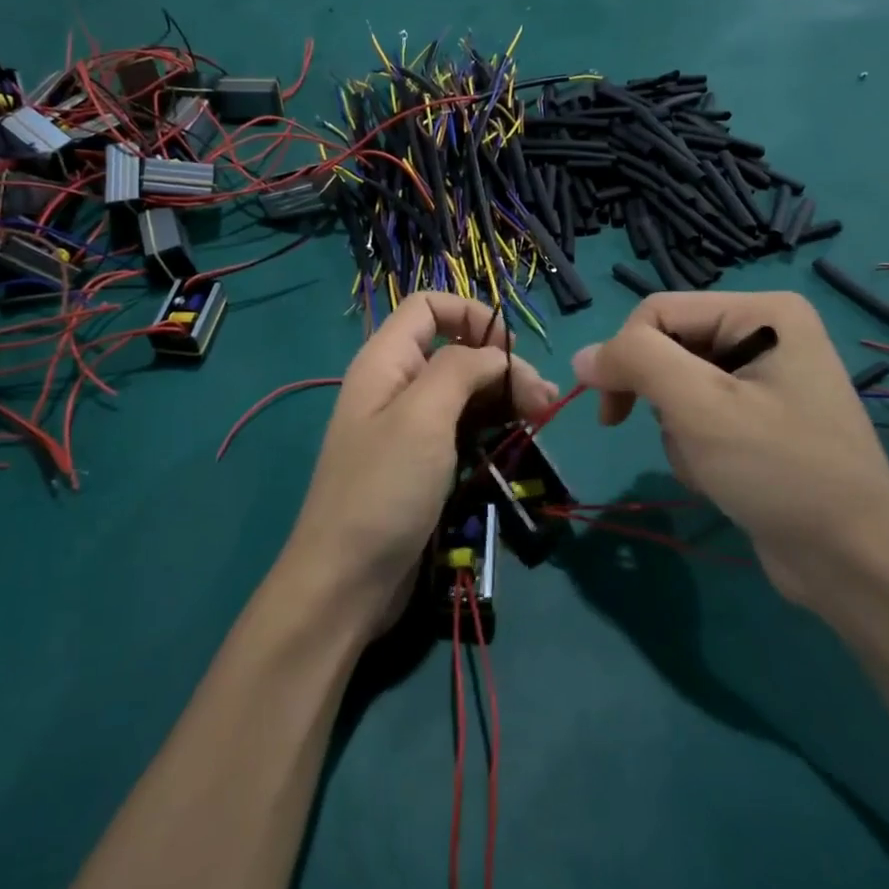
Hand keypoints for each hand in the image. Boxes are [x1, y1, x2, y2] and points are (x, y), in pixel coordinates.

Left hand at [285, 293, 559, 629]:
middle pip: (454, 350)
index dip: (471, 314)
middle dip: (500, 364)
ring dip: (503, 397)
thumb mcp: (422, 417)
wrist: (345, 582)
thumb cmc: (383, 489)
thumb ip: (460, 369)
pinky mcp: (420, 464)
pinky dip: (491, 427)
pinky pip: (460, 428)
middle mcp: (394, 386)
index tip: (510, 349)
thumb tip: (496, 355)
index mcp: (384, 361)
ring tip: (542, 418)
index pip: (428, 306)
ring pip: (462, 391)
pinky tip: (517, 439)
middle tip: (543, 400)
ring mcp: (407, 428)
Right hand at [572, 292, 888, 605]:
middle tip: (678, 441)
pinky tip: (721, 477)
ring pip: (676, 387)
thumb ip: (636, 363)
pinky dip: (694, 447)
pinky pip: (698, 416)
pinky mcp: (758, 419)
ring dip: (677, 431)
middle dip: (662, 401)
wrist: (853, 560)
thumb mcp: (700, 407)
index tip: (611, 414)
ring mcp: (763, 378)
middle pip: (667, 349)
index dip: (624, 357)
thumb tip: (582, 355)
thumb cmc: (779, 470)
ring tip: (712, 465)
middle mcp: (765, 333)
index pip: (657, 312)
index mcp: (763, 312)